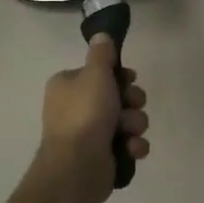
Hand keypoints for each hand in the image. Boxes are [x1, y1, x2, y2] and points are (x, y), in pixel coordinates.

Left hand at [30, 37, 149, 202]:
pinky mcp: (103, 156)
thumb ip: (101, 54)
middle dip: (132, 102)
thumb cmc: (85, 114)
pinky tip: (130, 150)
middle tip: (131, 105)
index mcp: (68, 86)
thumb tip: (101, 35)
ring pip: (128, 119)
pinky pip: (128, 143)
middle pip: (119, 95)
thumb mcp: (95, 74)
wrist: (77, 167)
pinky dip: (133, 146)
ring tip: (128, 133)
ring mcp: (90, 134)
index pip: (101, 73)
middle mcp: (77, 107)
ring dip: (135, 124)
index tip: (129, 79)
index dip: (120, 75)